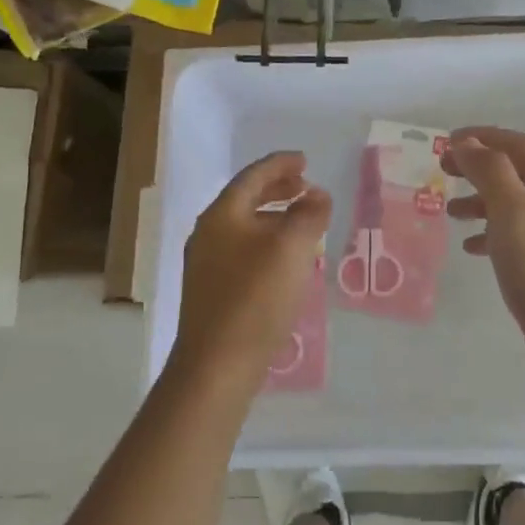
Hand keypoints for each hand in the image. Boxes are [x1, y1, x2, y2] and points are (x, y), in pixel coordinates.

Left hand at [174, 151, 331, 390]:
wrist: (217, 364)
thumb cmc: (255, 297)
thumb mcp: (292, 248)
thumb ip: (309, 214)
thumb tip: (317, 195)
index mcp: (222, 215)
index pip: (253, 176)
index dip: (281, 164)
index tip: (305, 160)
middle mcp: (208, 233)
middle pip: (246, 199)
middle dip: (277, 189)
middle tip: (305, 186)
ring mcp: (206, 263)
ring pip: (245, 226)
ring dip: (274, 217)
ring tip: (303, 221)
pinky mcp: (212, 290)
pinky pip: (243, 250)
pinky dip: (267, 242)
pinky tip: (286, 260)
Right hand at [443, 127, 524, 386]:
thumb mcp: (510, 209)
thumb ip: (488, 170)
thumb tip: (467, 142)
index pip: (517, 144)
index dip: (481, 138)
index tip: (446, 142)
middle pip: (515, 172)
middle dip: (478, 169)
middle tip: (443, 171)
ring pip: (514, 203)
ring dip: (481, 201)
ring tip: (451, 212)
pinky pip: (517, 233)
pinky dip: (492, 232)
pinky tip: (471, 246)